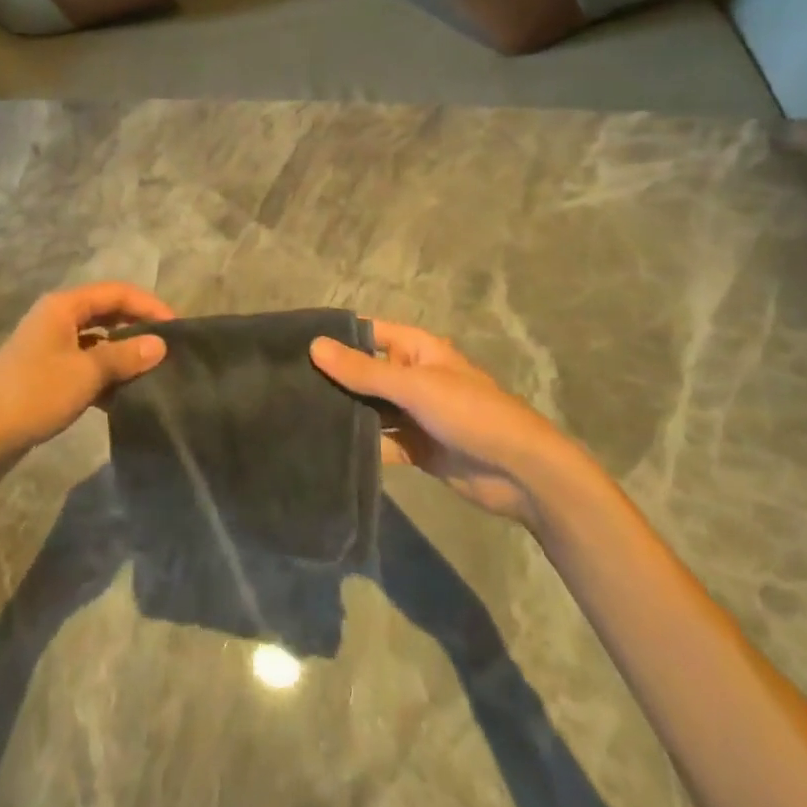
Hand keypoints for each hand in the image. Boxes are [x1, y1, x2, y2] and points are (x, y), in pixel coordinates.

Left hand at [0, 282, 171, 480]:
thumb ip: (124, 355)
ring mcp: (48, 347)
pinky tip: (122, 397)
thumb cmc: (33, 394)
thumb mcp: (85, 373)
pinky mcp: (44, 375)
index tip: (175, 328)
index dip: (148, 305)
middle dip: (136, 327)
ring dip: (121, 354)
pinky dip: (103, 376)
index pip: (116, 292)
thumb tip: (160, 344)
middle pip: (106, 313)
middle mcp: (56, 319)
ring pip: (95, 342)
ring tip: (150, 374)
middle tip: (166, 350)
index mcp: (63, 307)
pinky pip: (83, 365)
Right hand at [310, 320, 583, 523]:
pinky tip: (326, 449)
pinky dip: (360, 445)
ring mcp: (413, 414)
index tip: (292, 343)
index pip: (367, 333)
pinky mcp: (415, 449)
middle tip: (285, 385)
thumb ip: (363, 371)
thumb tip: (314, 346)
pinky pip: (380, 442)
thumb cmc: (469, 413)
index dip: (336, 336)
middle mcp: (411, 377)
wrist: (521, 473)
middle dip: (333, 379)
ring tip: (296, 415)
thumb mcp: (414, 386)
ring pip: (370, 409)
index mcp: (416, 350)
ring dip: (344, 413)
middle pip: (364, 373)